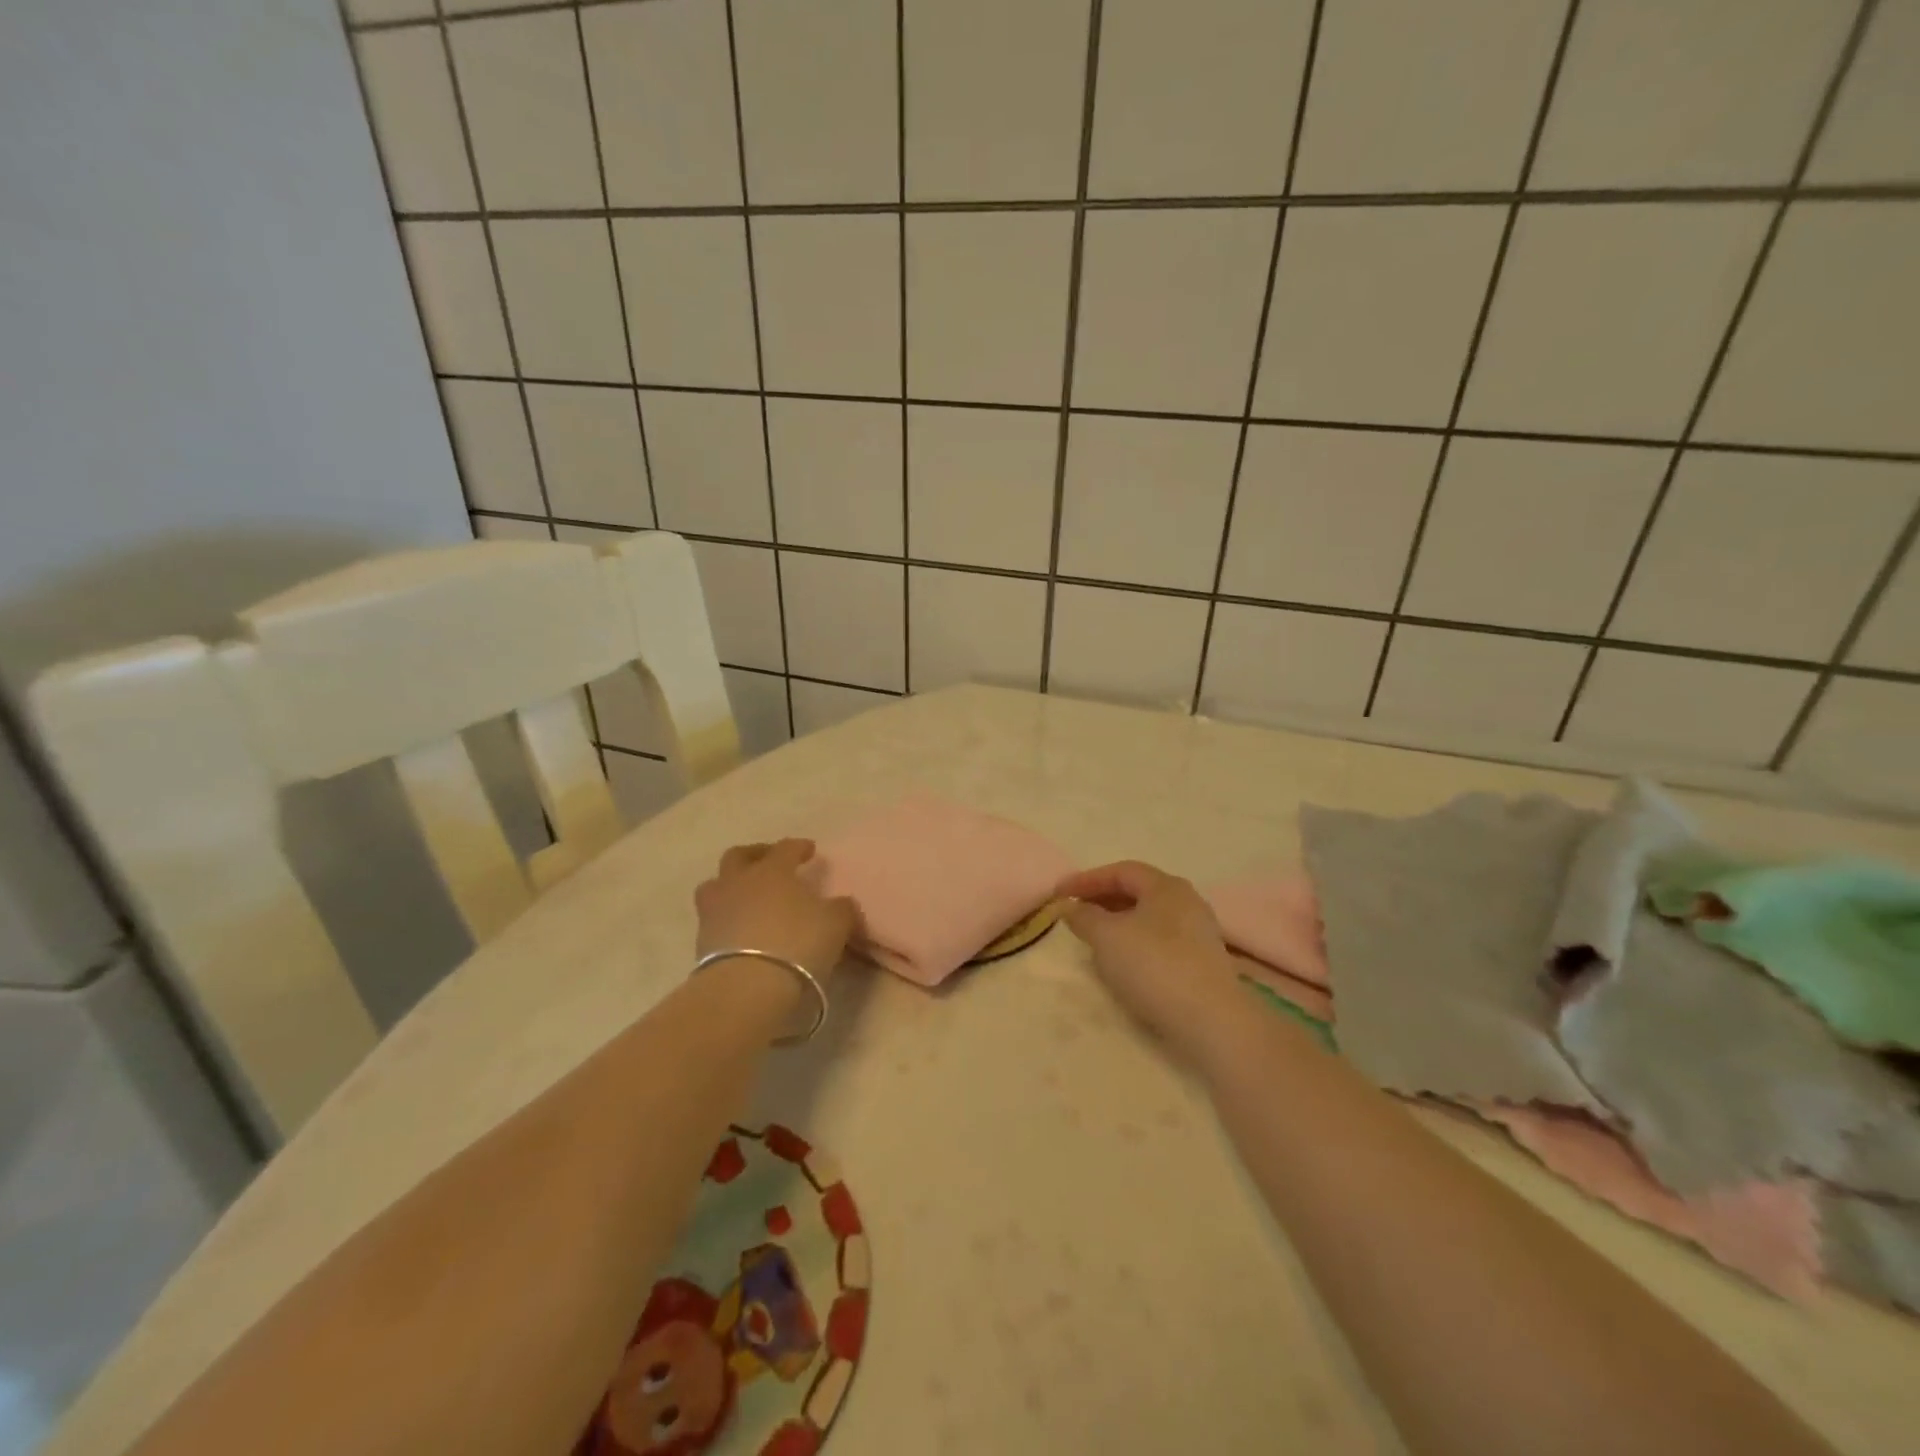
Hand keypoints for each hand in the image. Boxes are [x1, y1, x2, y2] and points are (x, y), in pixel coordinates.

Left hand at [695, 839, 859, 980]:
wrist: (747, 987)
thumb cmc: (798, 943)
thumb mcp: (836, 923)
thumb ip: (841, 908)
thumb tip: (841, 904)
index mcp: (772, 870)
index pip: (785, 848)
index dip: (798, 847)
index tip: (809, 850)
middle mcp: (738, 882)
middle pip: (738, 856)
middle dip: (755, 855)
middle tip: (769, 862)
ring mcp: (714, 911)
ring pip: (715, 886)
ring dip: (731, 886)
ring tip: (746, 896)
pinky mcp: (701, 942)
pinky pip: (713, 919)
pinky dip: (727, 919)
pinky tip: (742, 929)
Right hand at [1058, 861, 1241, 1058]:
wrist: (1212, 1021)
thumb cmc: (1154, 966)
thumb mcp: (1107, 937)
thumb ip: (1084, 917)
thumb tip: (1071, 907)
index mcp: (1166, 886)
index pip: (1121, 871)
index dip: (1087, 879)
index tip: (1059, 894)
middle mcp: (1187, 902)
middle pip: (1138, 892)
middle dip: (1102, 900)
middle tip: (1075, 913)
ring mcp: (1198, 933)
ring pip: (1149, 918)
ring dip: (1118, 923)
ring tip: (1094, 938)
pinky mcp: (1202, 963)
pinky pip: (1160, 941)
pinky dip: (1135, 943)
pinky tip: (1123, 962)